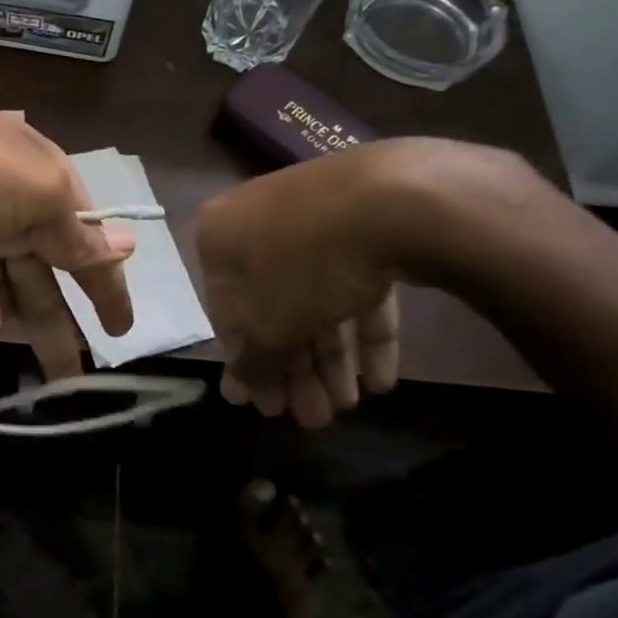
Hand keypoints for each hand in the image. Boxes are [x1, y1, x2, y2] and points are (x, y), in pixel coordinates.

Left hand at [0, 68, 134, 379]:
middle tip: (62, 378)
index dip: (104, 285)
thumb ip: (75, 232)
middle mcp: (4, 205)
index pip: (83, 241)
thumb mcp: (35, 193)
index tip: (120, 331)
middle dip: (49, 323)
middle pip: (36, 275)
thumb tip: (125, 248)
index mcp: (41, 185)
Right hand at [195, 143, 414, 427]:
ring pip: (317, 299)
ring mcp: (316, 221)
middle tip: (313, 418)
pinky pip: (358, 285)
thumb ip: (252, 361)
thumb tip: (237, 389)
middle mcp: (259, 225)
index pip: (226, 313)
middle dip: (296, 370)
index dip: (249, 366)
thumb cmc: (305, 263)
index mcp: (221, 238)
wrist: (396, 198)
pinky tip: (381, 379)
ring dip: (331, 359)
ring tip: (350, 406)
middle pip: (275, 309)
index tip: (269, 409)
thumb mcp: (269, 324)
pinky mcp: (367, 225)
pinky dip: (365, 330)